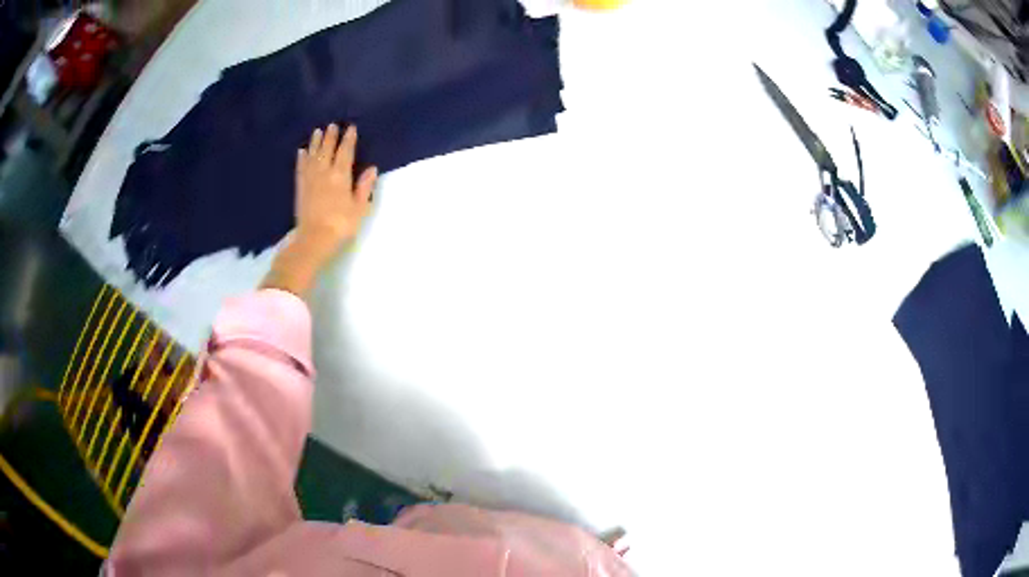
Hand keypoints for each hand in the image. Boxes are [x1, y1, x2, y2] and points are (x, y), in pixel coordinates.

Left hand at [263, 124, 377, 296]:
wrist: (313, 239)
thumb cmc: (341, 225)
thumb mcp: (359, 208)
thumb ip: (364, 187)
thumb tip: (371, 169)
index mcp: (341, 176)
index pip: (345, 152)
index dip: (348, 140)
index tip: (351, 128)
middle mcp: (324, 173)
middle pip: (327, 150)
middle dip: (331, 137)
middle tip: (332, 125)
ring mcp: (310, 180)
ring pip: (313, 156)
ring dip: (315, 143)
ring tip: (317, 131)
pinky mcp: (300, 188)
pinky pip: (301, 168)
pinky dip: (302, 158)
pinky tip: (301, 152)